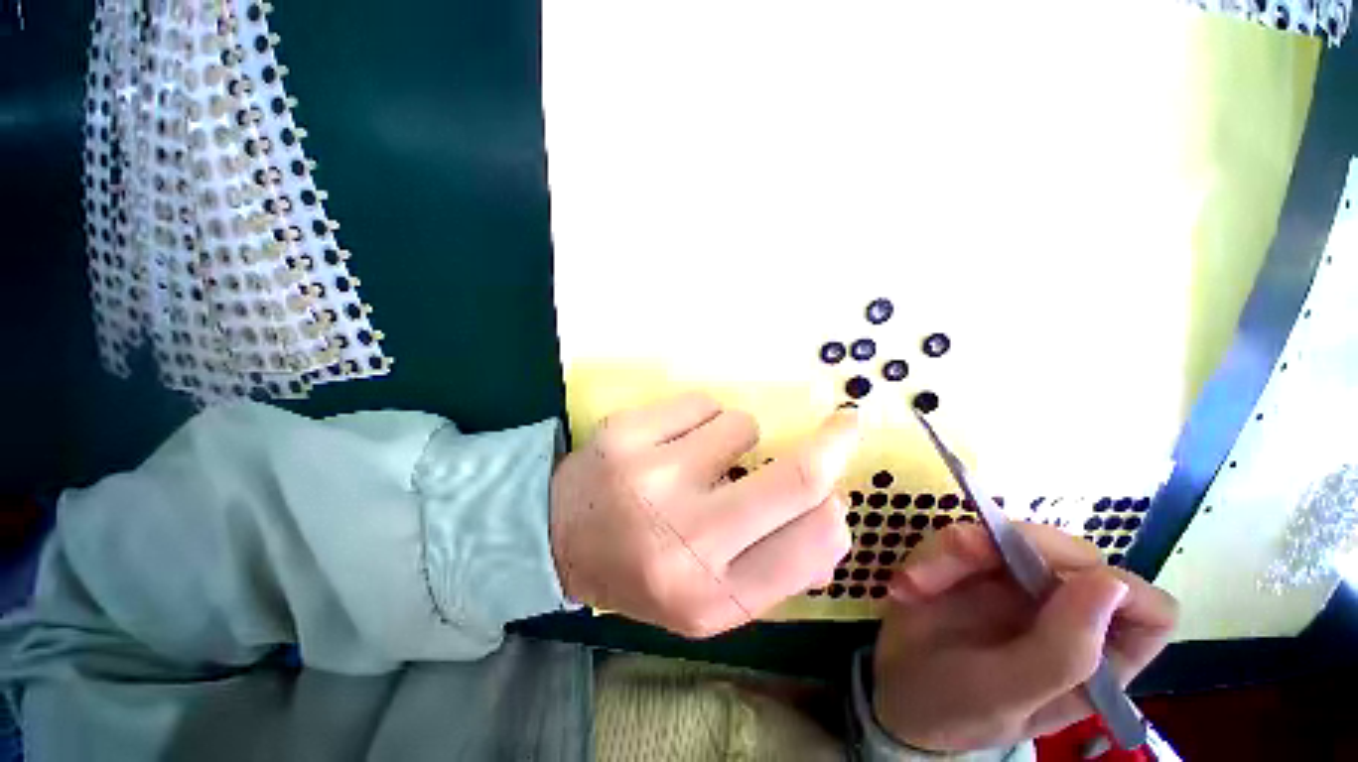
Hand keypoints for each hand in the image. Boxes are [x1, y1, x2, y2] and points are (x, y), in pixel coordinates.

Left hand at [549, 393, 858, 637]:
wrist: (559, 537)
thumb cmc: (642, 570)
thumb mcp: (708, 598)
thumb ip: (775, 568)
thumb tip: (832, 515)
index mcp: (712, 594)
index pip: (812, 545)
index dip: (835, 508)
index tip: (836, 486)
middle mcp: (687, 538)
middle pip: (796, 478)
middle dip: (834, 442)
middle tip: (844, 425)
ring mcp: (652, 478)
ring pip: (742, 425)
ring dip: (738, 437)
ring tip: (701, 458)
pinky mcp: (626, 433)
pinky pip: (701, 403)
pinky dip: (701, 417)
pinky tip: (672, 441)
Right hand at [872, 523, 1176, 752]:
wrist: (895, 691)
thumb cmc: (955, 709)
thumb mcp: (1005, 695)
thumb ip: (1061, 653)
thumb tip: (1109, 583)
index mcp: (1096, 659)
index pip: (1148, 611)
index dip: (1119, 591)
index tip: (1058, 588)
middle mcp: (1065, 613)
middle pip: (1071, 555)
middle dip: (1010, 548)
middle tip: (957, 553)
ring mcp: (1017, 585)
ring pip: (1007, 537)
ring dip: (953, 552)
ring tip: (911, 585)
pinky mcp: (974, 567)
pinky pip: (959, 540)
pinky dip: (930, 556)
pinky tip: (905, 586)